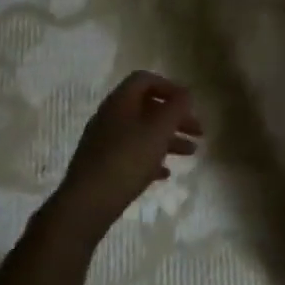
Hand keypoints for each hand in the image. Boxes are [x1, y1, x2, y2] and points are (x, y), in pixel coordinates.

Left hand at [49, 72, 200, 241]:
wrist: (86, 204)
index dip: (169, 86)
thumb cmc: (127, 159)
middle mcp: (110, 117)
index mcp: (120, 102)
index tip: (189, 103)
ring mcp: (104, 142)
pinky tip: (164, 173)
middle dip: (175, 117)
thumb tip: (185, 94)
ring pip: (142, 132)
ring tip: (190, 153)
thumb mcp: (159, 130)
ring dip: (168, 139)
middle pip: (147, 107)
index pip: (145, 80)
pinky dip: (151, 158)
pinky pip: (131, 154)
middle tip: (198, 131)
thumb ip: (176, 108)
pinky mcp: (102, 166)